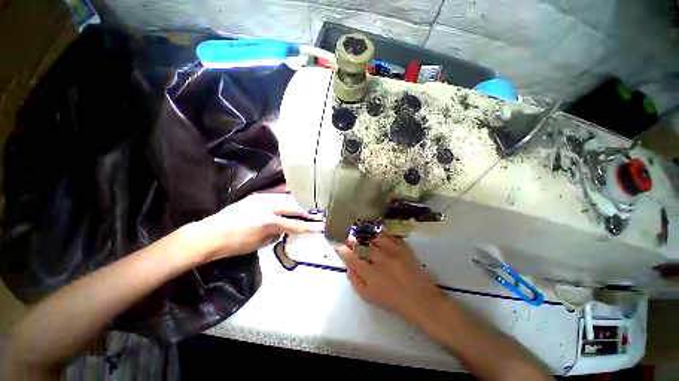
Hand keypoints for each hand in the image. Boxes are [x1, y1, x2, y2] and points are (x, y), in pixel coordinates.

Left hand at [192, 193, 323, 262]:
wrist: (210, 234)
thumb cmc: (235, 244)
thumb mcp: (259, 244)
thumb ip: (276, 234)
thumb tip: (285, 230)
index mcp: (269, 222)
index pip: (295, 224)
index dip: (309, 227)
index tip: (320, 227)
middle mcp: (268, 206)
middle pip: (294, 207)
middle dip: (307, 211)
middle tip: (318, 214)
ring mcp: (262, 198)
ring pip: (286, 198)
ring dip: (299, 202)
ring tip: (309, 205)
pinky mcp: (257, 196)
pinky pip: (276, 192)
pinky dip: (286, 193)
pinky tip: (293, 192)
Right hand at [336, 234, 445, 323]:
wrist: (421, 300)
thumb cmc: (393, 301)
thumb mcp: (368, 296)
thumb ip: (355, 280)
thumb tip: (349, 265)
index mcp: (370, 275)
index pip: (351, 258)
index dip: (343, 250)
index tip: (339, 245)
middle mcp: (380, 260)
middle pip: (362, 245)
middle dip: (354, 241)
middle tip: (350, 238)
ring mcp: (393, 252)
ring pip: (375, 238)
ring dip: (368, 239)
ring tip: (367, 240)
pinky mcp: (404, 248)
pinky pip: (389, 237)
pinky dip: (383, 237)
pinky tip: (381, 240)